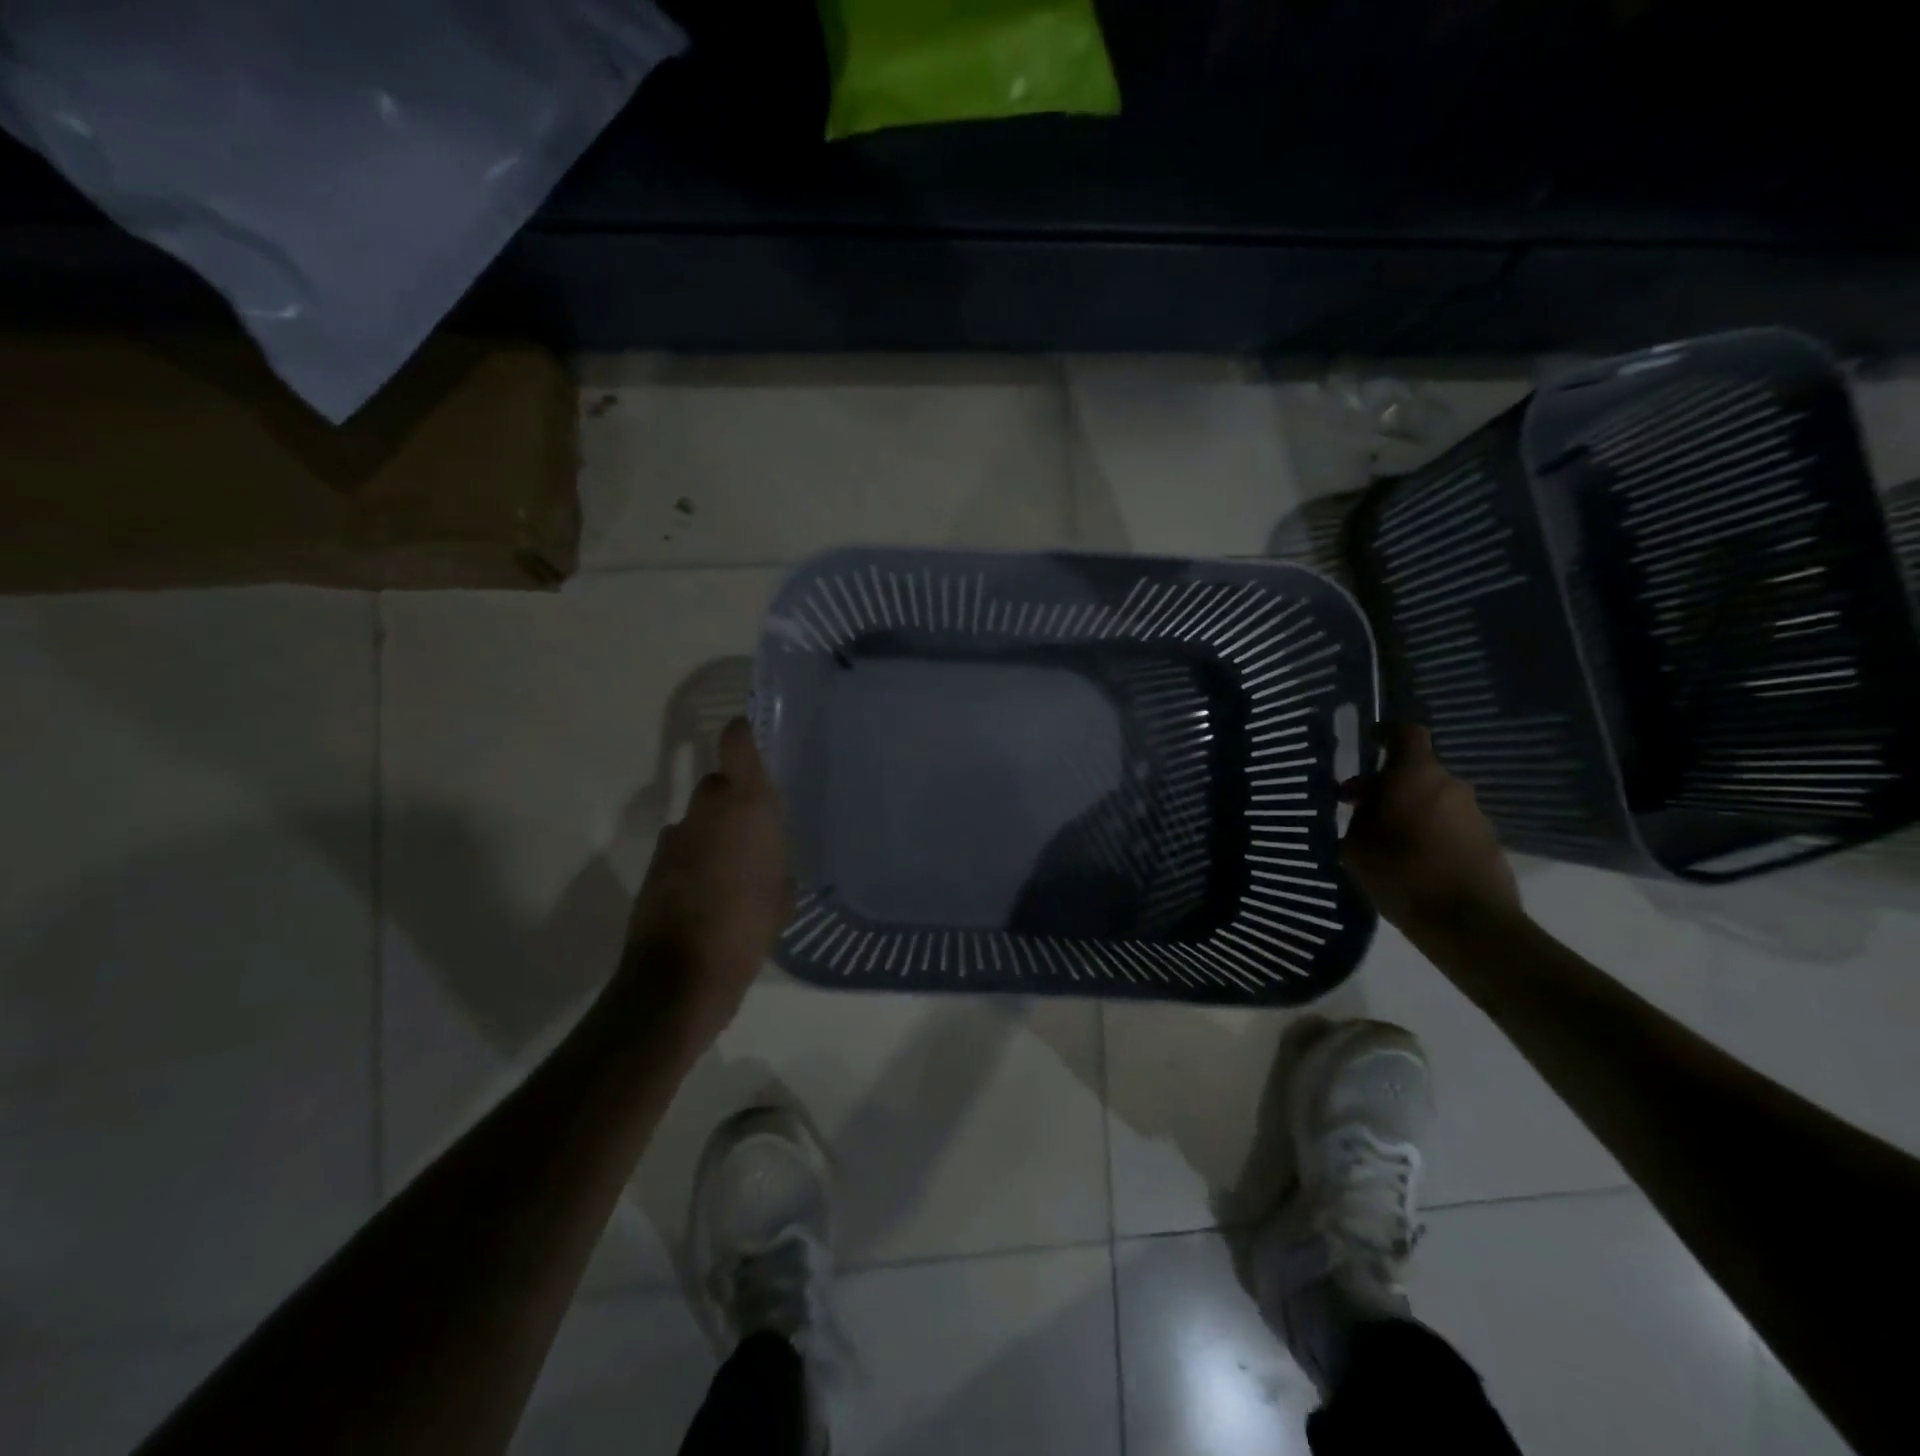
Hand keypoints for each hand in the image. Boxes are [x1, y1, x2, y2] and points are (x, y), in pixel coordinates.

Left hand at [623, 718, 792, 1048]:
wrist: (681, 975)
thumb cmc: (747, 927)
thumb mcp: (782, 896)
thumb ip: (777, 865)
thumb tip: (770, 861)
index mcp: (745, 808)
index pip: (737, 746)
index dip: (742, 734)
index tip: (750, 732)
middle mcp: (706, 812)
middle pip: (717, 784)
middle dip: (734, 798)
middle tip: (756, 827)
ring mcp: (675, 839)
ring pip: (699, 820)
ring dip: (714, 833)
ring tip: (735, 869)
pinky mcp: (655, 867)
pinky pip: (684, 850)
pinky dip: (697, 861)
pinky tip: (712, 894)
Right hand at [1340, 722, 1519, 932]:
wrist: (1469, 923)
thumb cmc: (1401, 874)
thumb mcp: (1357, 845)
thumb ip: (1360, 817)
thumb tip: (1367, 806)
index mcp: (1416, 777)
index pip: (1407, 734)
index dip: (1387, 733)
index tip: (1370, 741)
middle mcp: (1451, 786)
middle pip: (1417, 772)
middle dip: (1388, 785)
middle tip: (1359, 808)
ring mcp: (1475, 814)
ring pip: (1434, 799)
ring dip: (1410, 810)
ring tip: (1384, 840)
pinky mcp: (1489, 842)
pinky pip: (1450, 824)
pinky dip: (1429, 832)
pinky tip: (1412, 860)